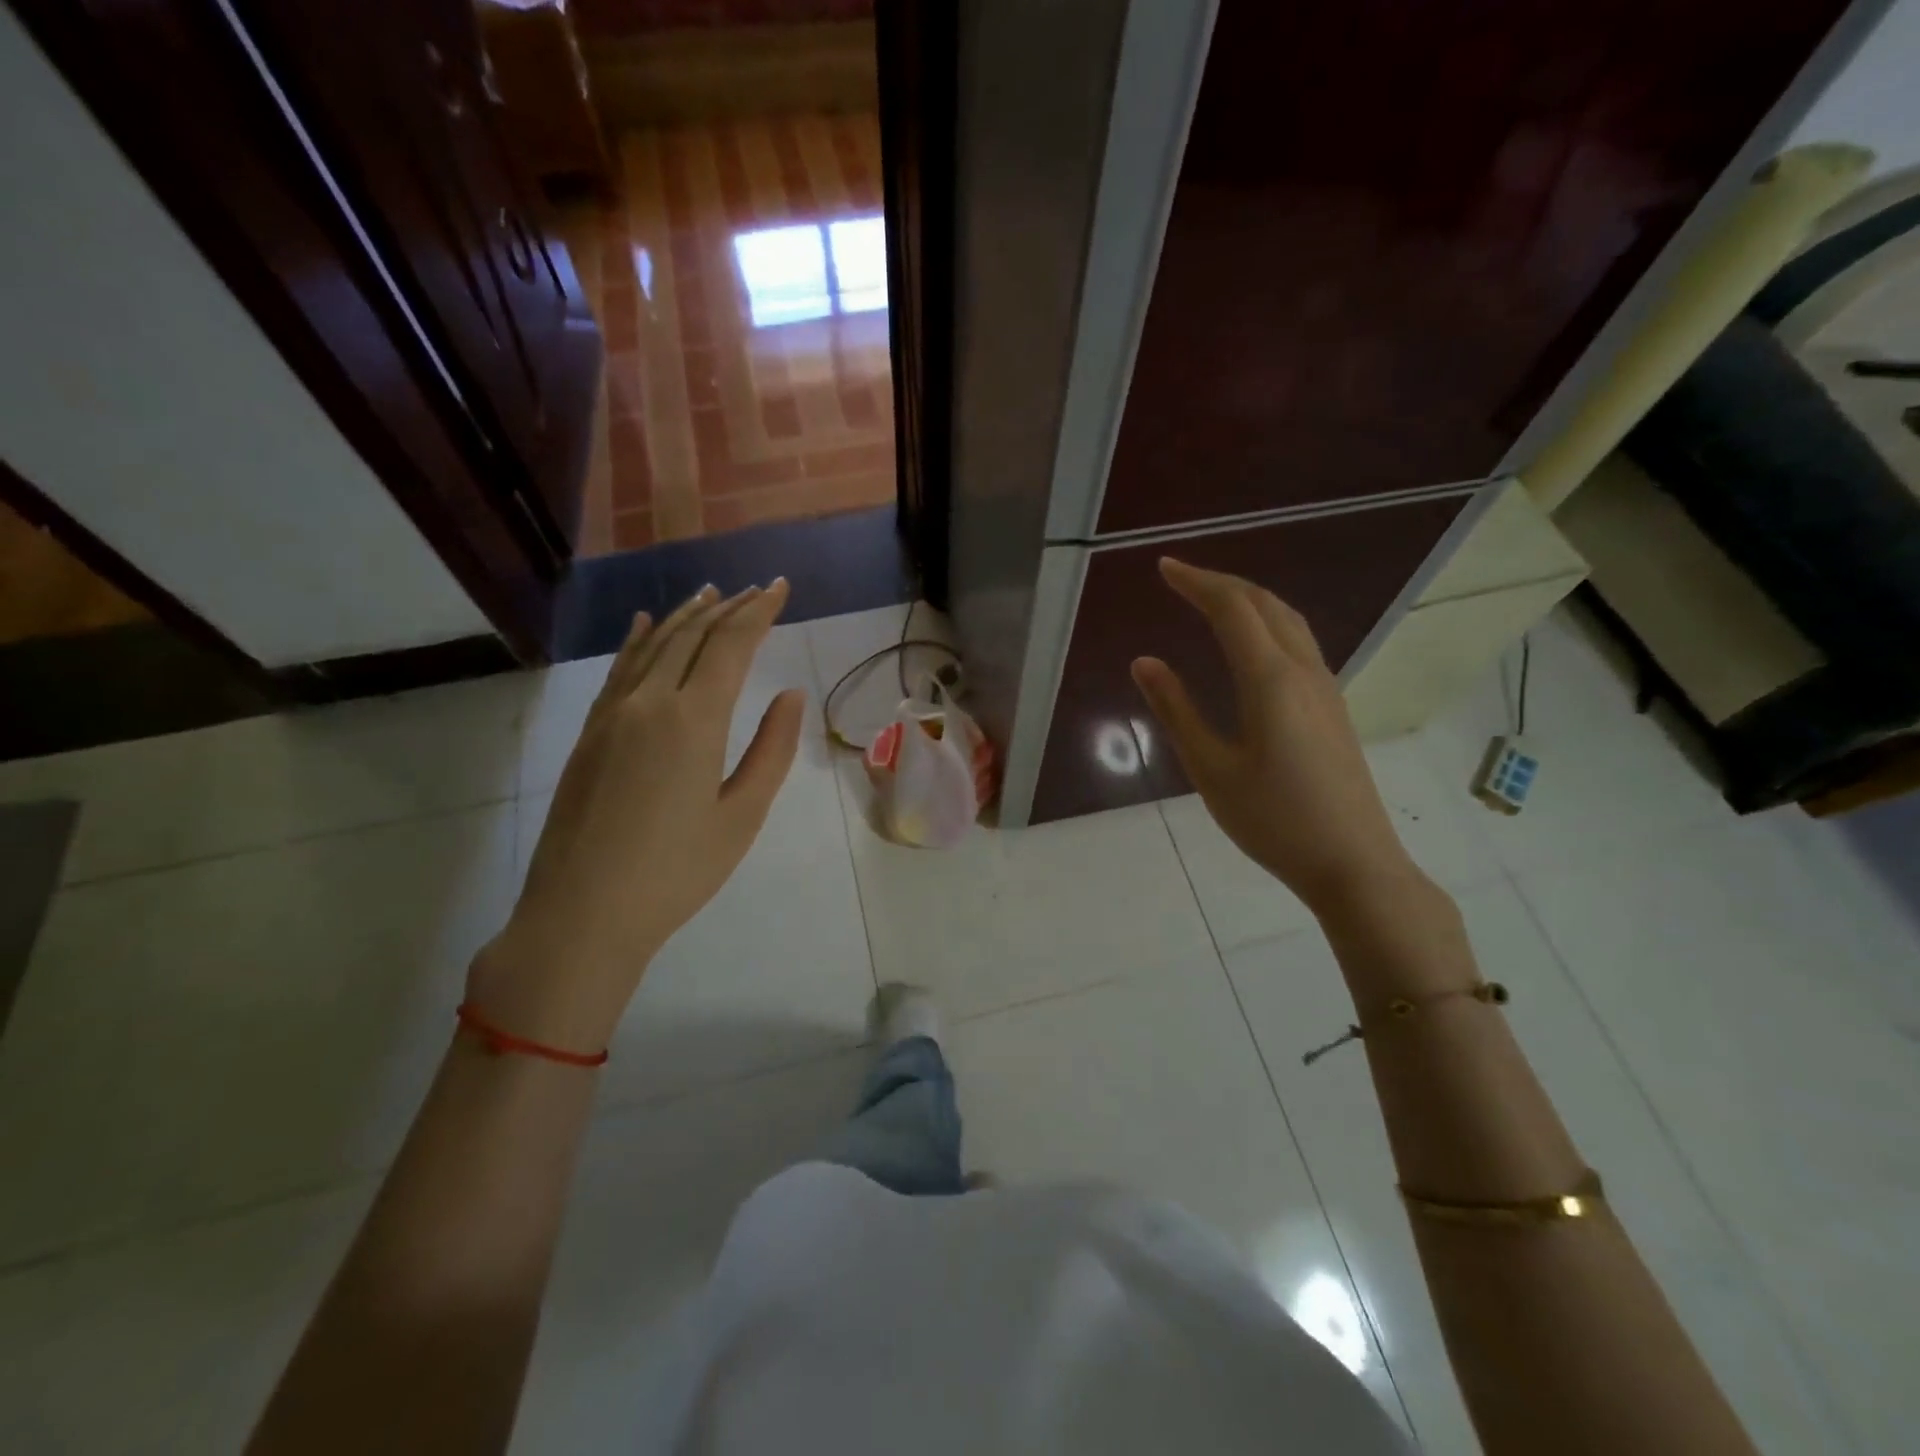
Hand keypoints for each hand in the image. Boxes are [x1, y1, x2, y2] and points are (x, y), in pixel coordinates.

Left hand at [469, 581, 805, 1051]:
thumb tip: (789, 694)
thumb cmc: (676, 871)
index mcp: (693, 719)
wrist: (582, 913)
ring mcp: (611, 714)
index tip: (781, 587)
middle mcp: (649, 701)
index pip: (731, 645)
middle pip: (692, 636)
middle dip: (729, 607)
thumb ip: (771, 749)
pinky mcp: (589, 733)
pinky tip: (645, 624)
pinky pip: (618, 669)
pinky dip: (639, 640)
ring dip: (686, 615)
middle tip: (757, 589)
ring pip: (653, 645)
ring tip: (711, 594)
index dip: (759, 611)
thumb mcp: (742, 815)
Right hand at [1130, 558, 1421, 916]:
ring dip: (1248, 600)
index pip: (1232, 609)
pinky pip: (1298, 643)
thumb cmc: (1273, 820)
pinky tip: (1251, 643)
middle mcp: (1304, 670)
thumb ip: (1177, 710)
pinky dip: (1266, 623)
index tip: (1164, 568)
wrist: (1354, 863)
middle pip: (1265, 604)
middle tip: (1181, 577)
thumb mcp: (1211, 769)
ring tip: (1211, 599)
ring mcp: (1326, 687)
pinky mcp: (1333, 707)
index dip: (1197, 581)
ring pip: (1288, 620)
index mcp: (1270, 680)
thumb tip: (1145, 662)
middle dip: (1221, 583)